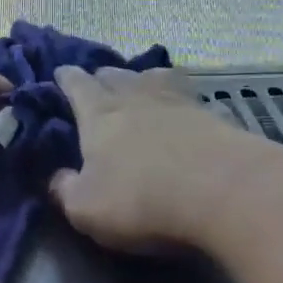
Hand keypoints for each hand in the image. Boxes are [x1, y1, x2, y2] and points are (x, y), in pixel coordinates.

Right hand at [49, 64, 266, 253]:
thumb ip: (65, 190)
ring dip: (142, 79)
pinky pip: (189, 97)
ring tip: (140, 87)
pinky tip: (184, 110)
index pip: (77, 85)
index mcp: (99, 115)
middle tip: (97, 85)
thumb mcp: (86, 209)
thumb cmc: (142, 200)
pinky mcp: (214, 116)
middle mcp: (136, 98)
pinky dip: (180, 99)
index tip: (60, 73)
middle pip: (115, 75)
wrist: (225, 192)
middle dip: (102, 77)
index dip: (66, 78)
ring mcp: (179, 102)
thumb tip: (57, 178)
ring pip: (154, 77)